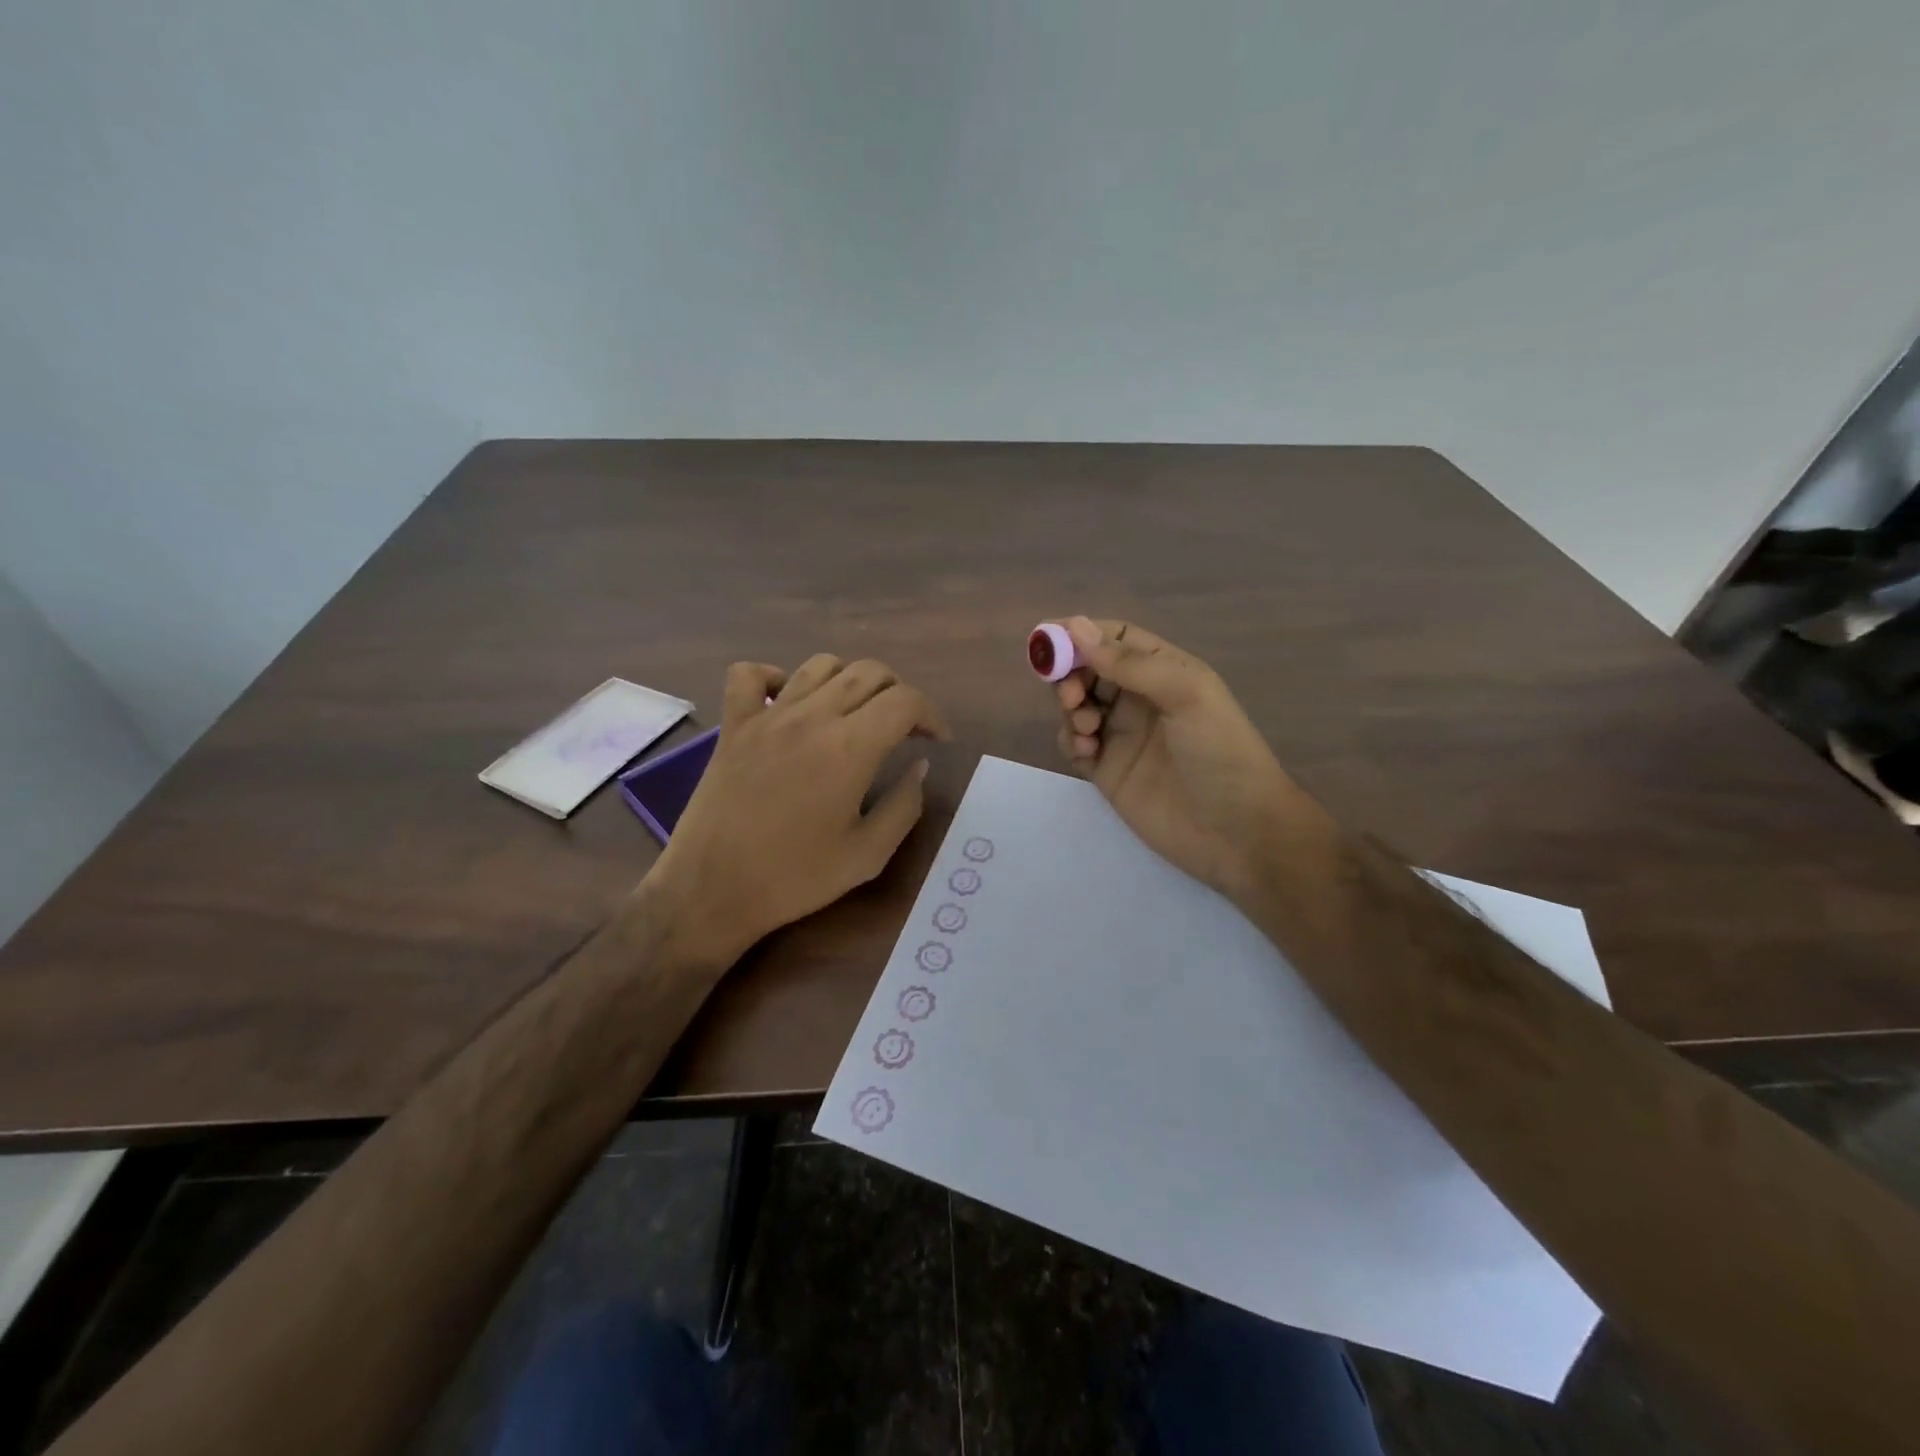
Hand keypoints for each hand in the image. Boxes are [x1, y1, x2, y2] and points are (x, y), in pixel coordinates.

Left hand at [653, 655, 947, 963]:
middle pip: (869, 672)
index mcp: (851, 748)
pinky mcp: (733, 725)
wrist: (711, 891)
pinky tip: (788, 703)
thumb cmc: (795, 878)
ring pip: (820, 665)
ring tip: (855, 713)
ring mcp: (767, 716)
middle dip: (899, 693)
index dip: (932, 715)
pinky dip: (774, 676)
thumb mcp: (868, 855)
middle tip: (903, 729)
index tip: (936, 740)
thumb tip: (919, 766)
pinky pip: (749, 674)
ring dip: (850, 680)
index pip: (906, 700)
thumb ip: (904, 805)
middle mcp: (812, 717)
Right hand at [1051, 617, 1293, 903]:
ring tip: (1087, 728)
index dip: (1080, 634)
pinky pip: (1074, 744)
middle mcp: (1139, 698)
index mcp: (1164, 671)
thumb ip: (1131, 662)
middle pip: (1088, 670)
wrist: (1237, 832)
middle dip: (1070, 675)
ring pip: (1076, 706)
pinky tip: (1087, 752)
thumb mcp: (1186, 694)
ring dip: (1070, 708)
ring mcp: (1121, 735)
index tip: (1048, 639)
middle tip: (1070, 695)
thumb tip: (1075, 627)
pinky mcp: (1107, 770)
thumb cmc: (1220, 752)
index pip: (1114, 638)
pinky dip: (1070, 741)